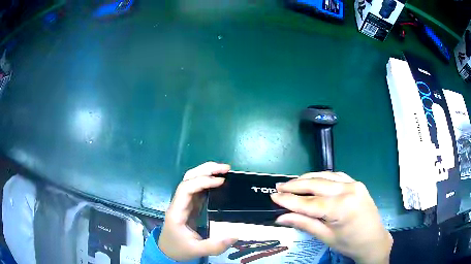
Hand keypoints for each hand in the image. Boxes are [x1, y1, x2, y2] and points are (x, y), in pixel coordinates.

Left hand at [158, 162, 237, 260]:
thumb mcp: (197, 250)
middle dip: (206, 170)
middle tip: (226, 168)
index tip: (221, 182)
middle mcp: (179, 203)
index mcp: (177, 211)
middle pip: (188, 178)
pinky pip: (198, 190)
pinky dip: (209, 183)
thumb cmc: (179, 249)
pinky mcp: (191, 206)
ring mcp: (185, 203)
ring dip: (207, 173)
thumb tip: (235, 236)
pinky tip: (220, 182)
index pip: (186, 188)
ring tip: (225, 171)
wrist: (168, 251)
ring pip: (193, 181)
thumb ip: (215, 246)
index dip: (202, 181)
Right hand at [271, 172, 392, 263]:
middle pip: (316, 184)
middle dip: (295, 185)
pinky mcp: (357, 183)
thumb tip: (281, 217)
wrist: (374, 240)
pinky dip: (322, 177)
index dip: (289, 200)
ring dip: (307, 179)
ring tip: (292, 183)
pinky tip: (313, 180)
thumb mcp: (326, 237)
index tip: (273, 196)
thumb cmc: (350, 243)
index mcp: (342, 207)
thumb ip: (304, 224)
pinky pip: (336, 176)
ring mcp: (354, 184)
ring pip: (325, 176)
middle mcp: (349, 190)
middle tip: (278, 187)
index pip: (309, 202)